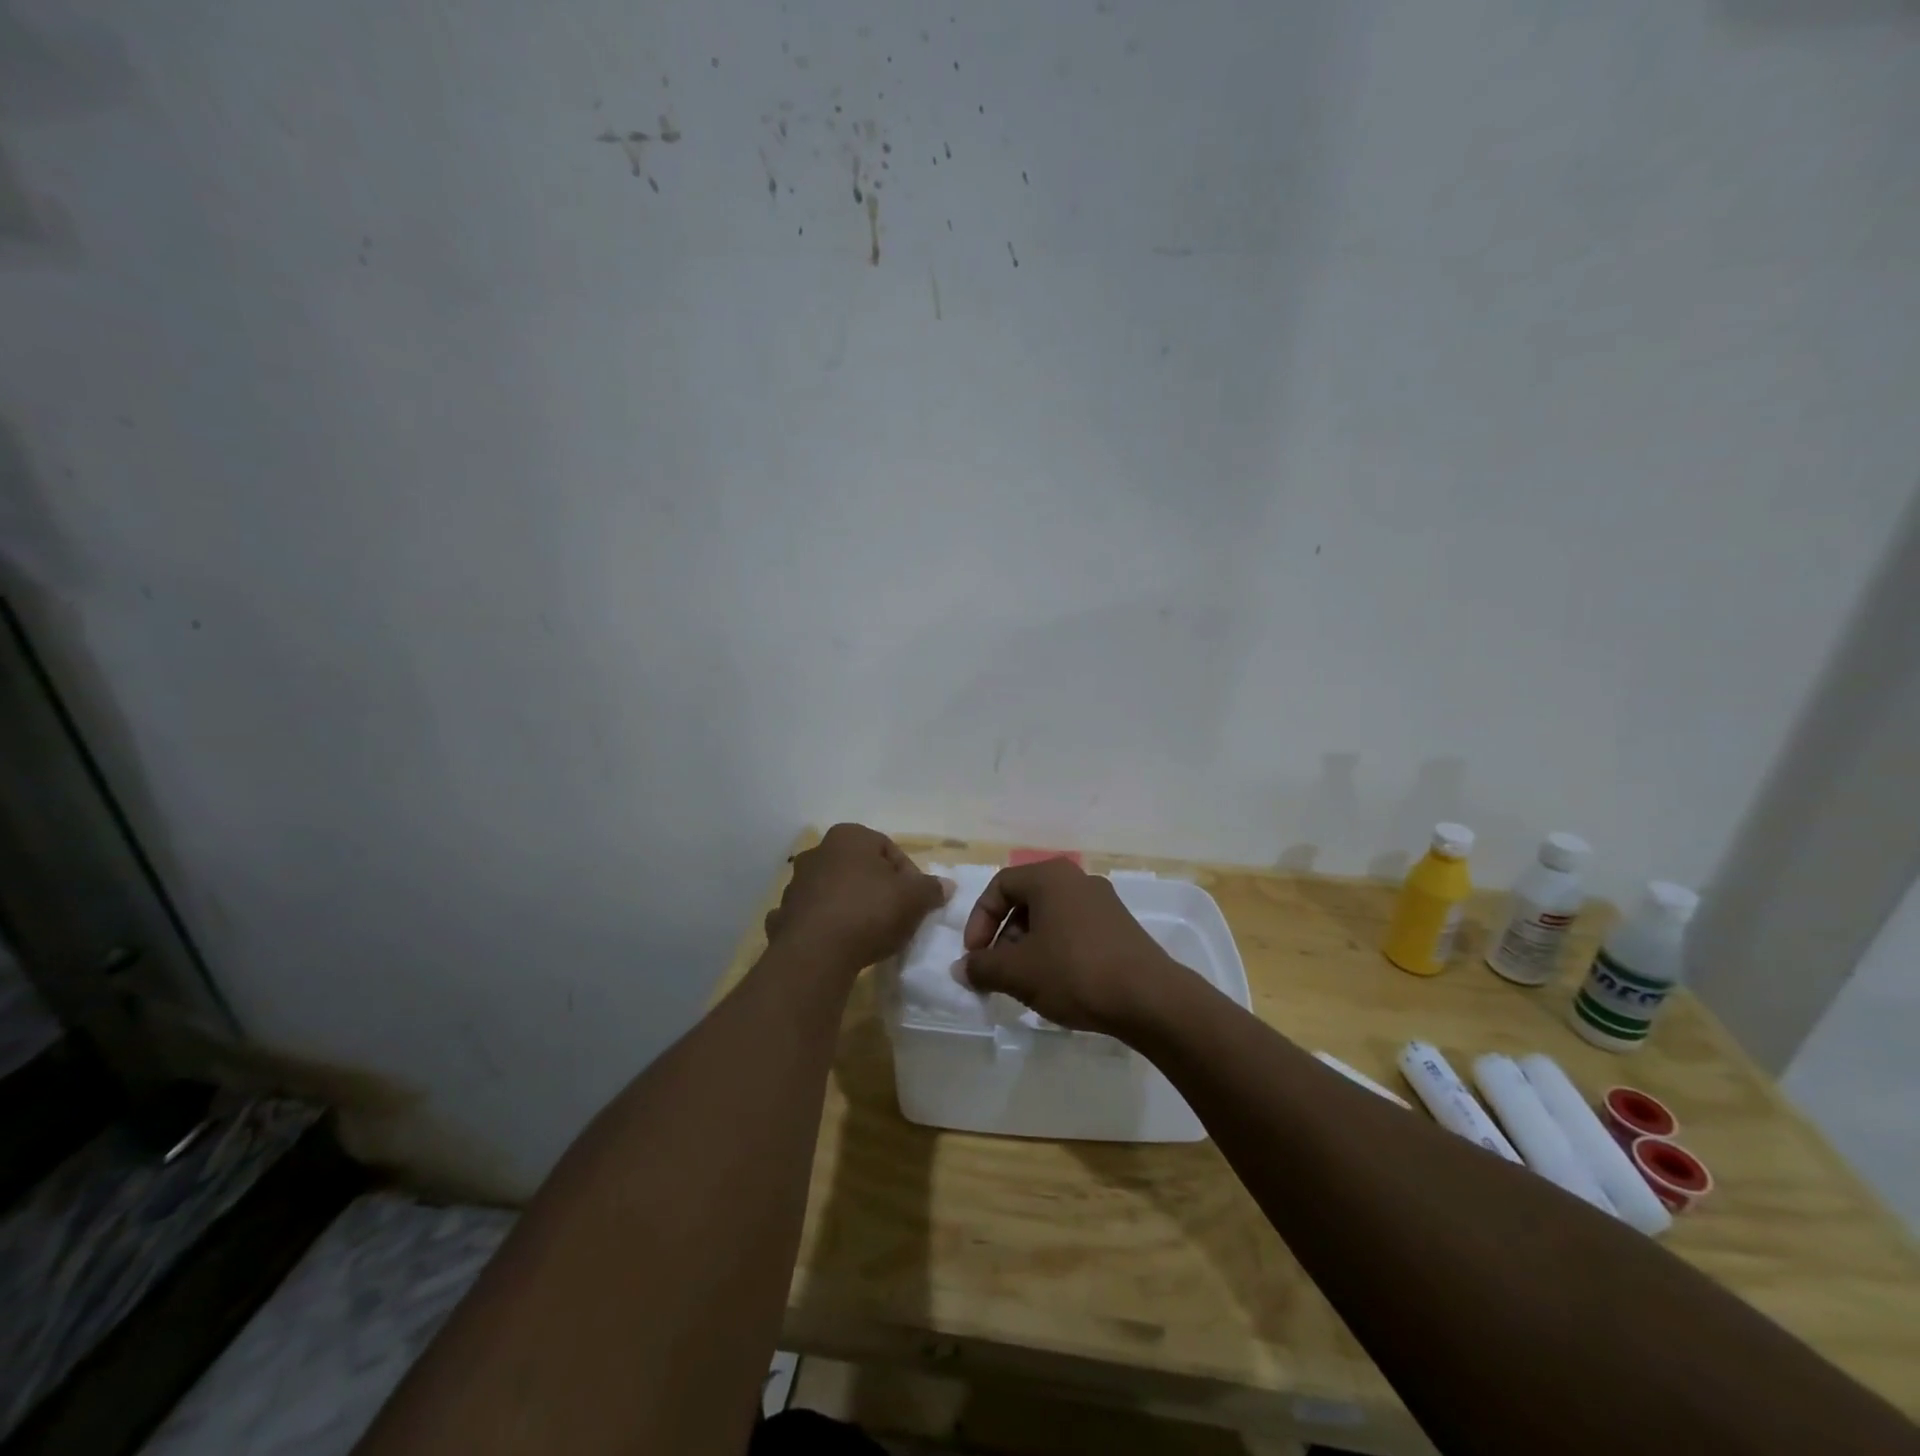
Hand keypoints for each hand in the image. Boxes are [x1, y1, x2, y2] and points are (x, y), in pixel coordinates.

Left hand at [765, 824, 949, 973]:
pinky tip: (838, 944)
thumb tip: (945, 886)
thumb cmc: (870, 911)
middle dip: (879, 889)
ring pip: (835, 891)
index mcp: (850, 836)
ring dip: (851, 906)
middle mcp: (818, 852)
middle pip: (860, 869)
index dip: (909, 875)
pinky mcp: (784, 915)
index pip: (889, 849)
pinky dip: (825, 926)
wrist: (816, 953)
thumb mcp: (914, 898)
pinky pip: (813, 917)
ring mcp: (796, 884)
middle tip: (896, 916)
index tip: (917, 901)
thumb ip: (931, 888)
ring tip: (869, 934)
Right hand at [960, 859, 1184, 1036]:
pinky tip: (1057, 985)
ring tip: (1025, 983)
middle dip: (1004, 937)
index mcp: (1050, 877)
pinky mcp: (1120, 927)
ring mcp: (1103, 902)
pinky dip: (1055, 951)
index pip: (1000, 886)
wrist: (1150, 999)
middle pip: (1025, 901)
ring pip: (1050, 918)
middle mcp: (1077, 880)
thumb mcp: (1018, 973)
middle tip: (998, 972)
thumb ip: (982, 967)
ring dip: (1028, 947)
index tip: (975, 956)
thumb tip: (961, 969)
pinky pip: (1074, 930)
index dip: (979, 921)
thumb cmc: (1074, 972)